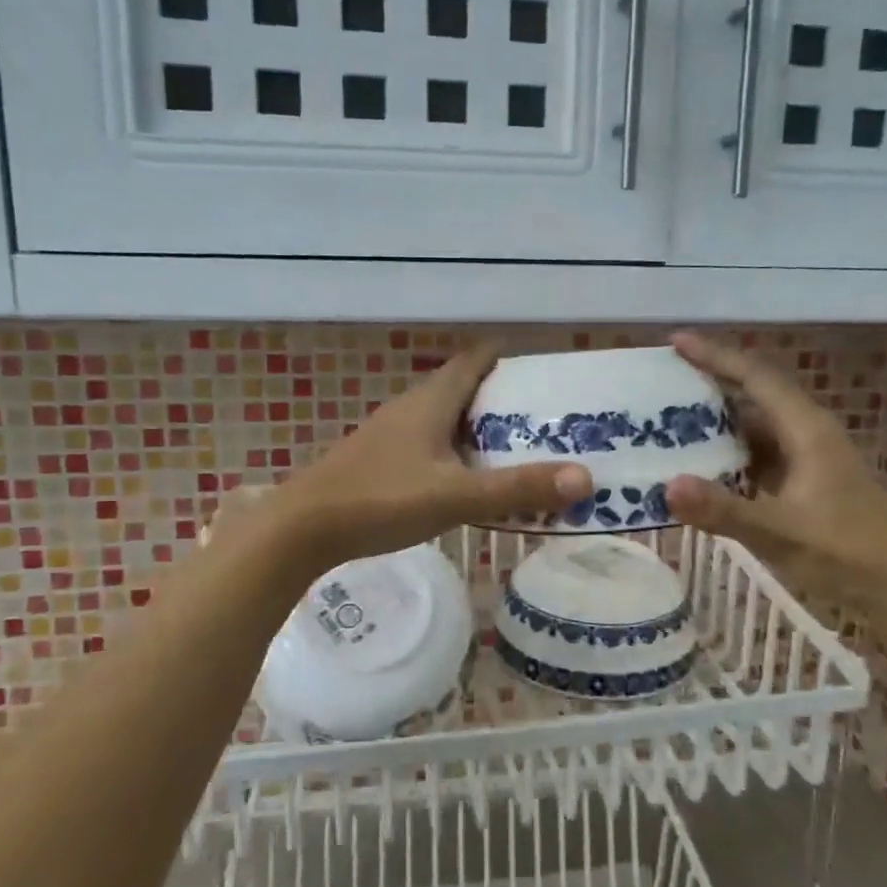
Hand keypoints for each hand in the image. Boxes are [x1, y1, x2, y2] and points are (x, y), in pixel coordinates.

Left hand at [261, 344, 592, 567]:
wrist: (302, 529)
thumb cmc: (380, 500)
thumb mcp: (455, 497)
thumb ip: (517, 489)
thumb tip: (584, 477)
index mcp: (430, 402)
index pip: (475, 360)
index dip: (508, 358)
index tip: (544, 372)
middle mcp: (410, 408)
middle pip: (463, 388)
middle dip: (502, 398)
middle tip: (544, 419)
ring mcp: (390, 434)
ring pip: (444, 418)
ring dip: (477, 427)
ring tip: (515, 449)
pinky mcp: (379, 460)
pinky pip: (428, 443)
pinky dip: (454, 451)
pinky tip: (465, 479)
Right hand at [663, 332, 886, 610]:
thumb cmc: (847, 554)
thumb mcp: (781, 533)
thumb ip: (724, 511)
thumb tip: (667, 486)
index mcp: (807, 431)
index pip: (756, 378)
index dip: (716, 356)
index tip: (676, 340)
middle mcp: (807, 435)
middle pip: (755, 395)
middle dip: (711, 383)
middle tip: (663, 381)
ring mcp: (808, 460)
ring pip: (756, 427)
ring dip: (717, 422)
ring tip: (670, 420)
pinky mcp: (806, 484)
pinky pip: (759, 456)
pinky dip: (729, 454)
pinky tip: (702, 468)